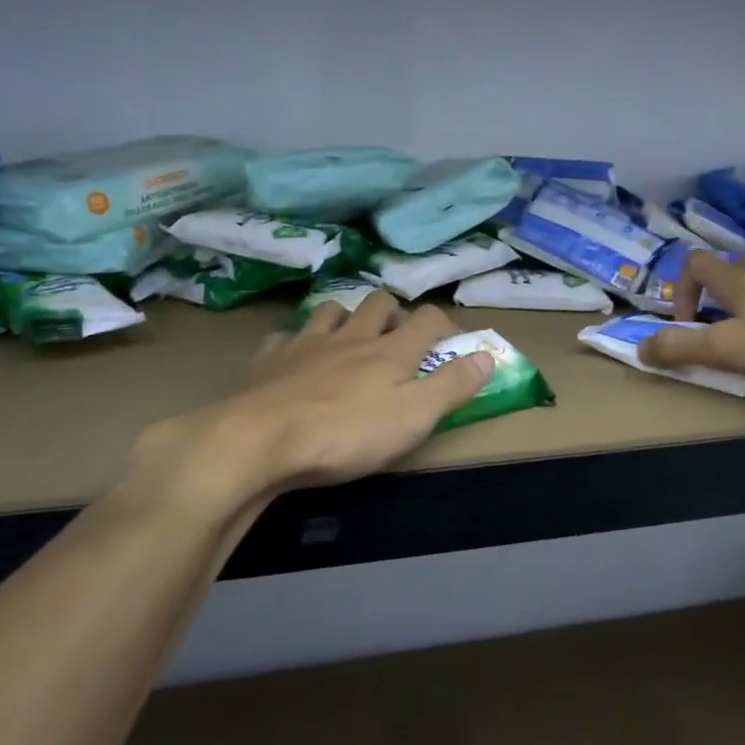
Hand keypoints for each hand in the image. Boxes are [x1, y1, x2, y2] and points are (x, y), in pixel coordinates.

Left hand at [130, 293, 492, 511]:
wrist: (256, 440)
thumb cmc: (345, 434)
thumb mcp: (413, 417)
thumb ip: (452, 385)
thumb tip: (488, 355)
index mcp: (390, 351)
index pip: (427, 320)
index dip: (444, 324)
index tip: (450, 340)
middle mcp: (351, 336)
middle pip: (379, 303)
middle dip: (394, 311)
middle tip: (398, 335)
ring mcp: (305, 343)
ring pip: (332, 309)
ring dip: (346, 316)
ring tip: (349, 335)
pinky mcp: (267, 359)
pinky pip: (285, 336)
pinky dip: (296, 341)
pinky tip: (293, 356)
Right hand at [640, 250, 744, 392]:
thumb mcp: (724, 349)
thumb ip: (678, 348)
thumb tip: (640, 349)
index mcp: (737, 281)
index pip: (695, 263)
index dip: (679, 290)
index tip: (685, 325)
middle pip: (725, 281)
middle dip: (709, 310)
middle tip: (711, 343)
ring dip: (741, 322)